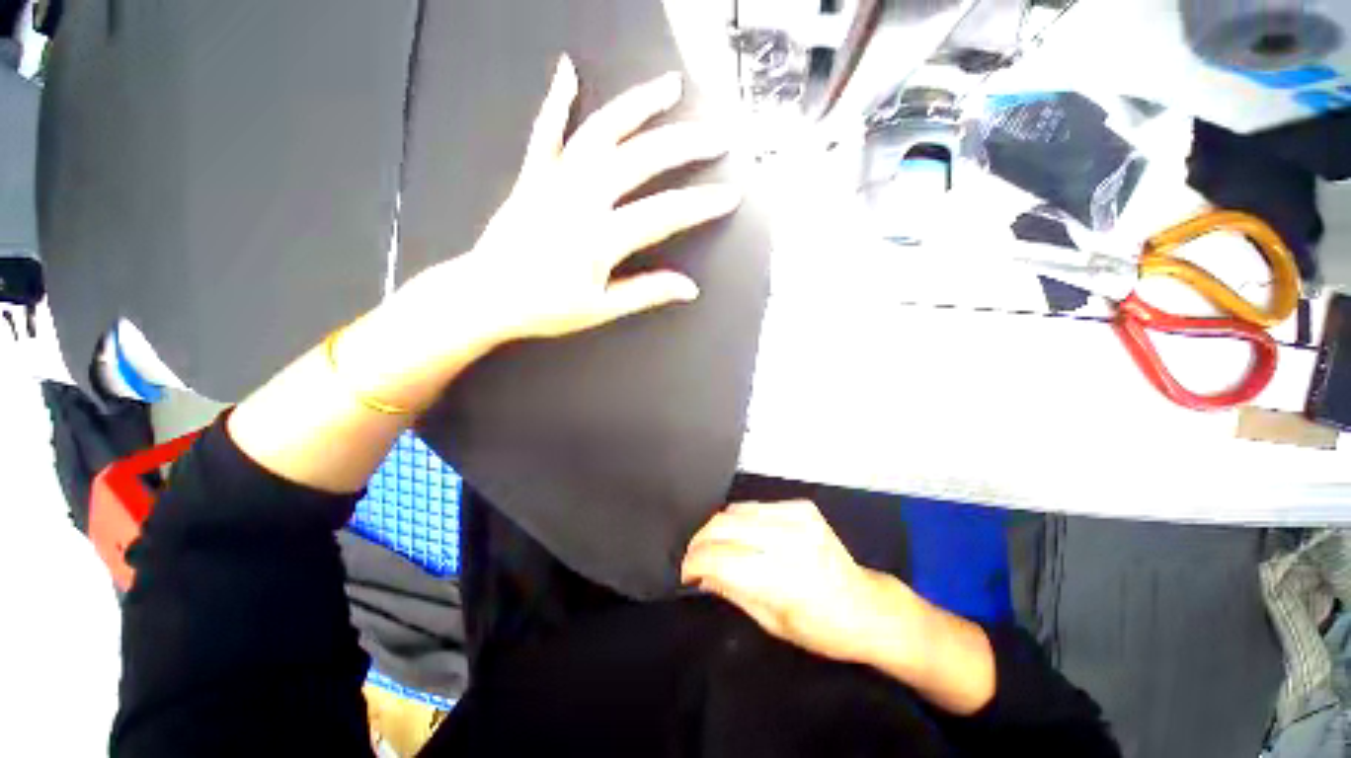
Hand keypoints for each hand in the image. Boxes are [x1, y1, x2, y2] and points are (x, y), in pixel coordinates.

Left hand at [460, 54, 742, 341]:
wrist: (487, 295)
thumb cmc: (544, 307)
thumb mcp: (601, 309)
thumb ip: (647, 292)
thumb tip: (689, 289)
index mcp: (600, 237)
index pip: (664, 213)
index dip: (701, 204)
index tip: (729, 195)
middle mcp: (581, 198)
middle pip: (641, 159)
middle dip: (685, 145)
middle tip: (716, 137)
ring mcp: (555, 181)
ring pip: (601, 131)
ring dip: (638, 106)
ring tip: (669, 86)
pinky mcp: (534, 176)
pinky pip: (546, 131)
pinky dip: (557, 100)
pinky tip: (568, 71)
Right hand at [681, 500, 913, 665]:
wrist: (866, 606)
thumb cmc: (821, 628)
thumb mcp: (771, 622)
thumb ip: (731, 590)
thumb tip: (700, 572)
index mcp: (783, 577)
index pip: (719, 558)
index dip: (693, 562)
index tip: (685, 572)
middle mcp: (789, 539)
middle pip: (722, 525)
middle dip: (699, 541)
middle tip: (693, 557)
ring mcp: (797, 516)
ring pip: (735, 510)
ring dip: (717, 528)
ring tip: (716, 546)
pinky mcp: (802, 506)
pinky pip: (755, 505)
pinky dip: (740, 519)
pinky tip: (743, 535)